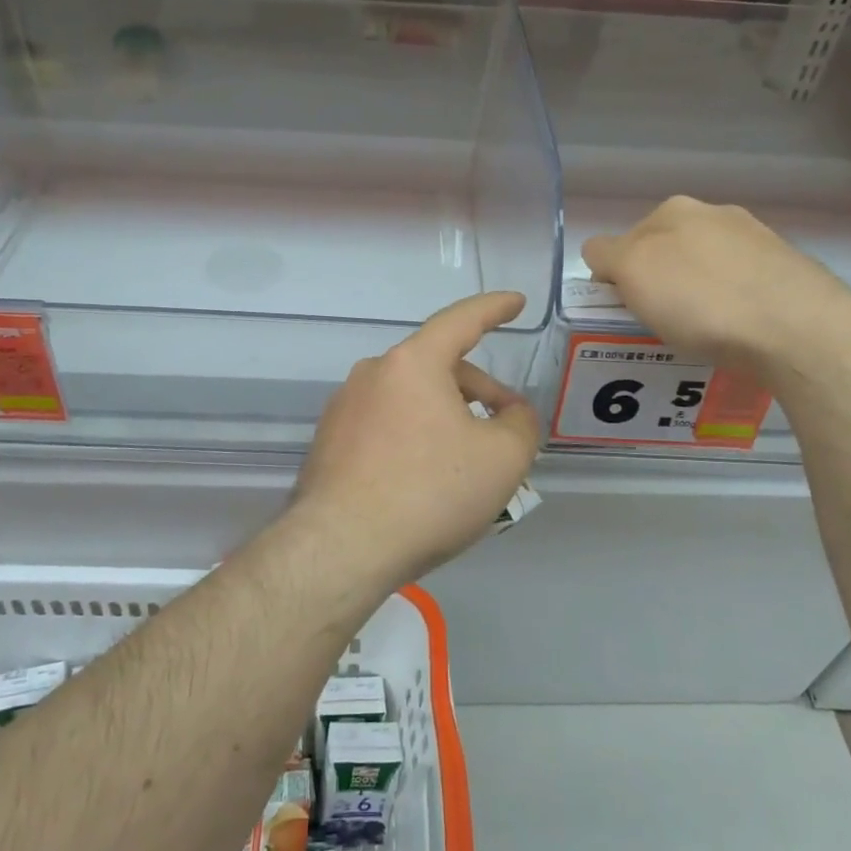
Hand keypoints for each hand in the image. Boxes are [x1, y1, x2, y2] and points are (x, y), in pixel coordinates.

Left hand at [291, 292, 540, 583]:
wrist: (341, 548)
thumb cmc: (429, 492)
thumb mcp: (502, 459)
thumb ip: (521, 424)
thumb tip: (512, 414)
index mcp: (412, 363)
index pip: (461, 320)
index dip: (494, 308)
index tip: (515, 302)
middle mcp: (372, 374)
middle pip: (436, 367)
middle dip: (477, 389)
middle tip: (505, 425)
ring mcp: (344, 408)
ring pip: (410, 398)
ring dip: (445, 416)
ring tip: (467, 461)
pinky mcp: (329, 442)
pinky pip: (385, 425)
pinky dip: (414, 437)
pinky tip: (425, 479)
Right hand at [581, 197, 850, 371]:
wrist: (797, 329)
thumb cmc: (701, 299)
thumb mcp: (633, 272)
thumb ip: (606, 255)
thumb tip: (601, 254)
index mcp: (674, 210)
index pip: (622, 240)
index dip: (616, 277)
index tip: (625, 310)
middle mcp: (717, 215)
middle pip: (666, 252)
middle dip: (658, 282)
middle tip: (659, 322)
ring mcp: (757, 241)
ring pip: (705, 270)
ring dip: (695, 295)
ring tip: (700, 334)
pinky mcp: (788, 272)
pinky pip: (740, 289)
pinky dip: (730, 308)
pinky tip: (735, 333)